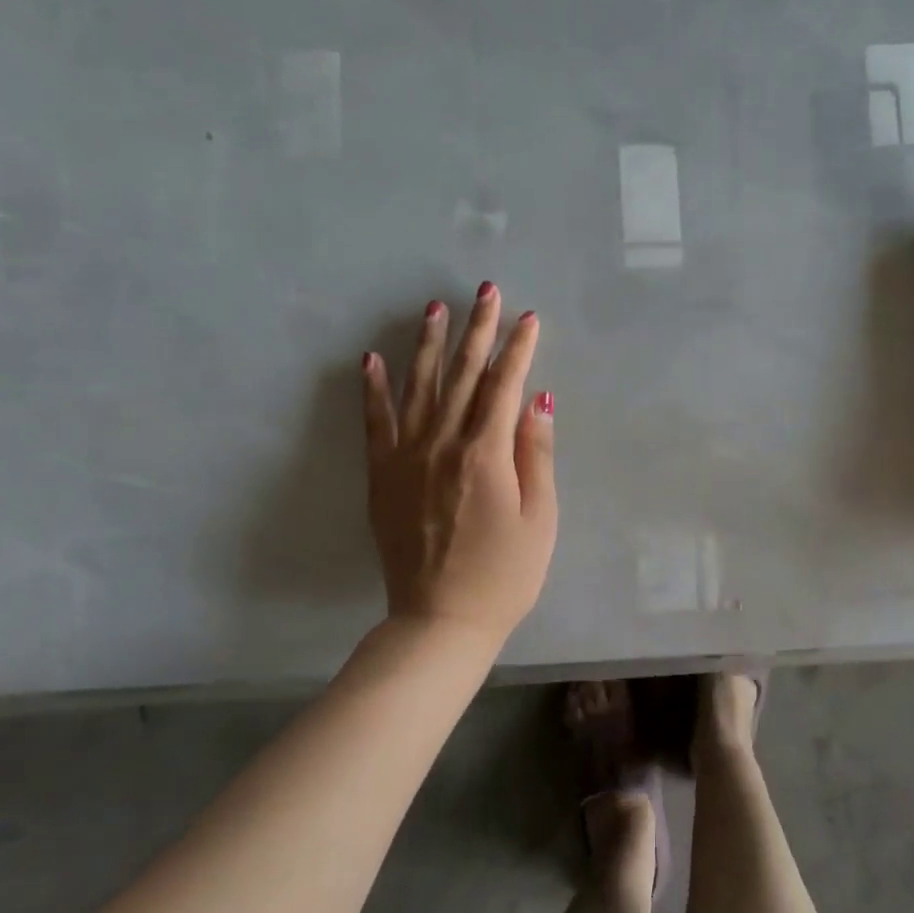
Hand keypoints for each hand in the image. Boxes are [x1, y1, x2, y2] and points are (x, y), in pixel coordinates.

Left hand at [361, 285, 558, 639]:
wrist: (441, 621)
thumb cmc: (505, 574)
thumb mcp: (541, 518)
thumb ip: (536, 454)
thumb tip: (538, 399)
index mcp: (486, 454)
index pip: (505, 385)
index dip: (518, 348)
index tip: (528, 317)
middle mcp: (443, 444)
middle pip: (464, 375)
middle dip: (477, 330)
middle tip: (485, 291)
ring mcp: (407, 458)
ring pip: (420, 387)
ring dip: (429, 345)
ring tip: (435, 308)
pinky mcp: (383, 476)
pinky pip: (376, 423)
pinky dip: (374, 389)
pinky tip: (372, 359)